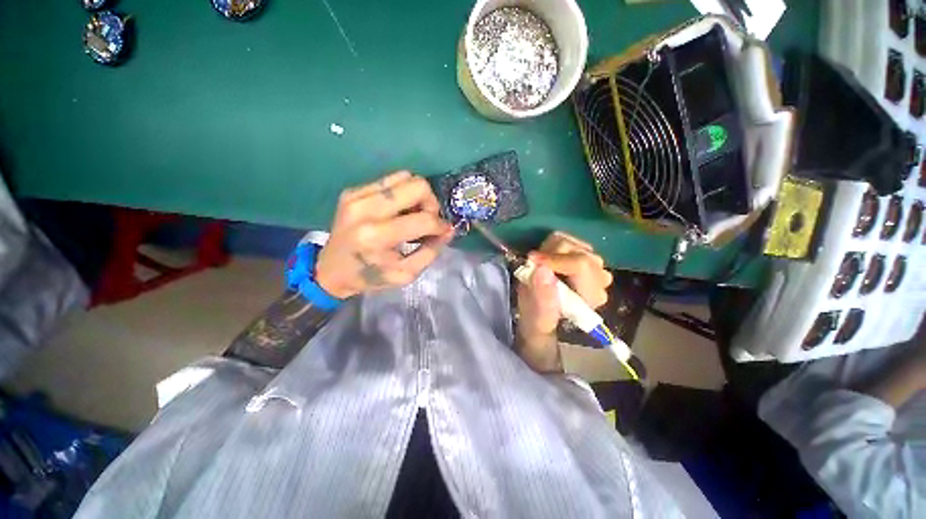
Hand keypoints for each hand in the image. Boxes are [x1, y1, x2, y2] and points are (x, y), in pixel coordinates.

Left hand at [315, 171, 453, 298]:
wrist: (329, 270)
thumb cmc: (370, 276)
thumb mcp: (406, 273)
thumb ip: (431, 251)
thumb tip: (449, 230)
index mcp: (377, 236)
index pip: (423, 220)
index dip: (440, 225)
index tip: (444, 230)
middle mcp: (366, 210)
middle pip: (417, 186)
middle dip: (431, 203)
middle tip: (428, 218)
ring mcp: (357, 196)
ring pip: (404, 176)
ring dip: (417, 195)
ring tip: (413, 213)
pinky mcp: (352, 191)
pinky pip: (389, 179)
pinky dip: (402, 192)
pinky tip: (398, 209)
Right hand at [516, 231, 612, 370]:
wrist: (542, 313)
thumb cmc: (540, 318)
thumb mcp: (539, 314)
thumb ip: (543, 295)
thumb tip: (542, 270)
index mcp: (592, 295)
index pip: (581, 265)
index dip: (555, 259)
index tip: (532, 260)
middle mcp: (599, 278)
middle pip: (577, 250)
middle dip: (550, 255)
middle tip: (534, 266)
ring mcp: (594, 264)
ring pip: (572, 242)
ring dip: (550, 250)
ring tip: (540, 266)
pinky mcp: (584, 254)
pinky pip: (567, 239)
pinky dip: (552, 246)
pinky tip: (547, 260)